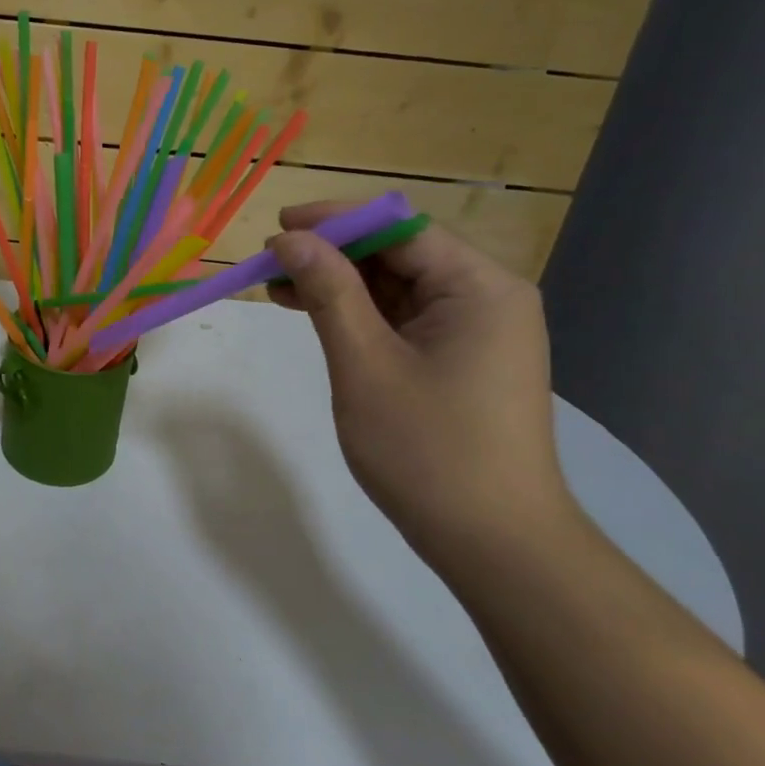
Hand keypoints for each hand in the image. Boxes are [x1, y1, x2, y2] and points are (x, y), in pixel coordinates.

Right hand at [267, 205, 573, 564]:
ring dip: (339, 285)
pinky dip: (360, 315)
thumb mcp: (366, 364)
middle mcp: (486, 298)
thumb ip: (329, 293)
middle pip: (399, 254)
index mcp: (479, 287)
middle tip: (269, 263)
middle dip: (333, 254)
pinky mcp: (461, 360)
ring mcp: (476, 331)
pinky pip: (404, 320)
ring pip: (397, 287)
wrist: (494, 544)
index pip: (400, 228)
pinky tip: (316, 316)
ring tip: (278, 288)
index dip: (335, 222)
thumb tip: (291, 240)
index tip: (277, 228)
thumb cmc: (428, 451)